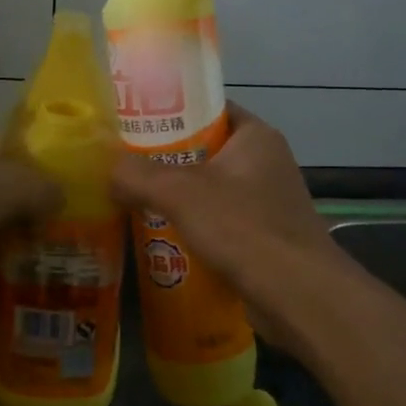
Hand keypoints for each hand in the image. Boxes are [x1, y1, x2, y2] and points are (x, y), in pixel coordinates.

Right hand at [109, 103, 336, 340]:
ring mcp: (268, 202)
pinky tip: (161, 238)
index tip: (134, 125)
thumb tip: (107, 170)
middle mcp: (266, 163)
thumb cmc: (243, 228)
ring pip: (210, 190)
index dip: (171, 113)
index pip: (209, 110)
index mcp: (256, 136)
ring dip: (176, 198)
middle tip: (124, 166)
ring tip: (132, 201)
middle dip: (165, 161)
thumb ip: (137, 175)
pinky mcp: (265, 238)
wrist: (298, 296)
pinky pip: (220, 223)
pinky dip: (193, 227)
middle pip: (205, 151)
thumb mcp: (180, 192)